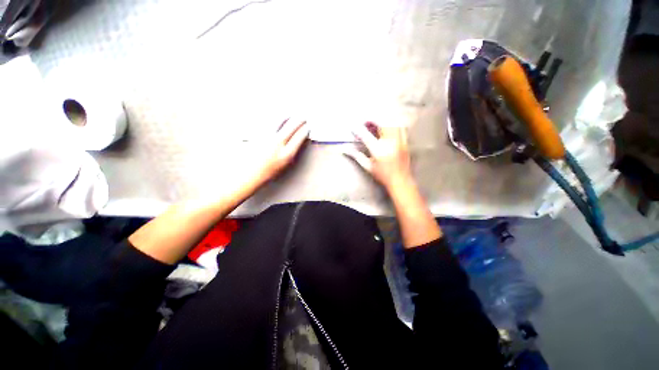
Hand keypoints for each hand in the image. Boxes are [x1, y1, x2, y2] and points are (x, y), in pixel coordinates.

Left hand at [251, 118, 309, 185]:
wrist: (248, 174)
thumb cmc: (267, 172)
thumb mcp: (284, 165)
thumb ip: (291, 152)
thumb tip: (297, 140)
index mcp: (286, 154)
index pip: (299, 138)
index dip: (304, 131)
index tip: (307, 127)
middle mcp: (277, 144)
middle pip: (291, 127)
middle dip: (299, 121)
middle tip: (303, 117)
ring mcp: (266, 137)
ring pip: (278, 122)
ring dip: (287, 117)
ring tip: (290, 115)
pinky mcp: (257, 134)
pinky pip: (268, 123)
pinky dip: (275, 119)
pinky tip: (277, 118)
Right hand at [345, 122, 412, 190]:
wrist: (400, 180)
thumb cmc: (383, 175)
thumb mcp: (368, 167)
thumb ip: (357, 156)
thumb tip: (346, 150)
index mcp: (378, 150)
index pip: (365, 136)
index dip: (358, 130)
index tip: (353, 128)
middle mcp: (389, 143)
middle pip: (381, 124)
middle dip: (372, 120)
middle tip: (366, 122)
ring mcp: (399, 142)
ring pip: (392, 123)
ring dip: (383, 121)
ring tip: (377, 123)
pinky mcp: (405, 142)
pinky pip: (400, 128)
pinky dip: (393, 124)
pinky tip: (389, 127)